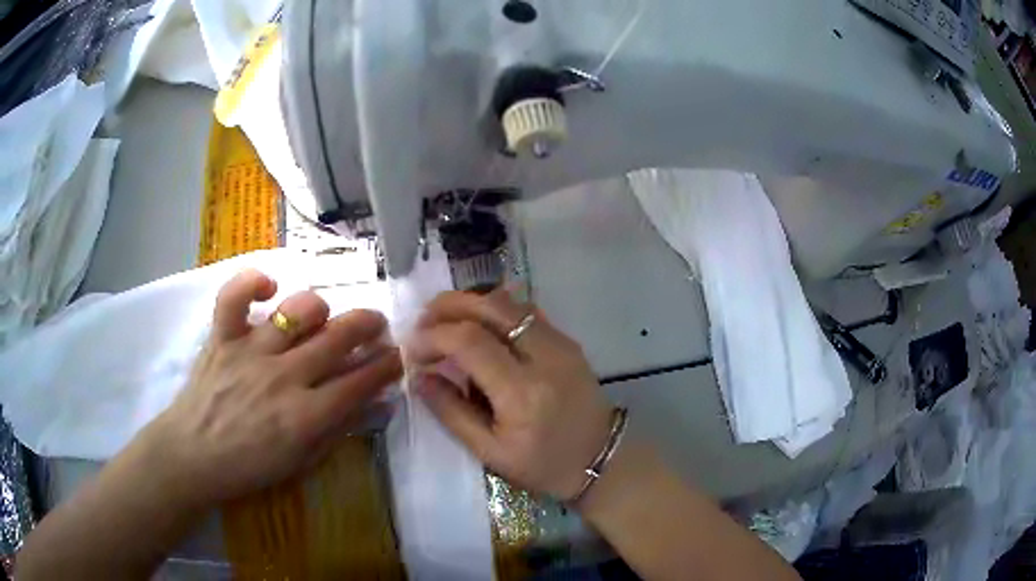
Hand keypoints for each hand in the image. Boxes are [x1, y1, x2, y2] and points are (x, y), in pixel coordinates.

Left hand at [145, 269, 402, 506]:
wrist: (193, 457)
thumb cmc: (249, 467)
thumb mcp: (302, 462)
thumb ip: (338, 429)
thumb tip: (375, 402)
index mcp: (305, 416)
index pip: (360, 381)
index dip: (387, 365)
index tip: (395, 357)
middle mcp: (283, 377)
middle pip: (338, 337)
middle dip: (369, 326)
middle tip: (376, 326)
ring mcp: (250, 353)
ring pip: (297, 310)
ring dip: (320, 308)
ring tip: (324, 315)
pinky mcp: (222, 339)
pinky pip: (234, 296)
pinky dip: (252, 282)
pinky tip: (268, 286)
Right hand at [407, 290, 613, 500]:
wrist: (601, 459)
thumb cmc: (543, 465)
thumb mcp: (490, 451)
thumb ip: (451, 412)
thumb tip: (419, 377)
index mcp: (522, 392)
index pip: (470, 342)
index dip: (434, 337)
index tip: (412, 348)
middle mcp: (544, 356)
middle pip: (491, 306)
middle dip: (449, 305)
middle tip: (423, 320)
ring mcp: (561, 343)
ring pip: (510, 301)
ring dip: (472, 302)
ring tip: (445, 319)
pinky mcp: (568, 341)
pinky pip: (527, 311)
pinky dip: (496, 309)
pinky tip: (479, 324)